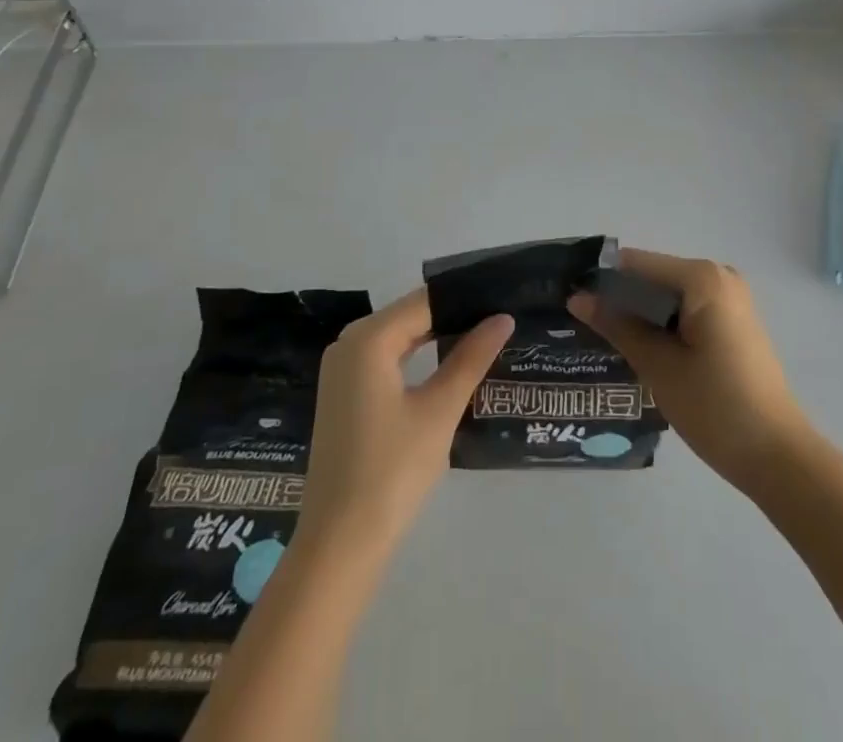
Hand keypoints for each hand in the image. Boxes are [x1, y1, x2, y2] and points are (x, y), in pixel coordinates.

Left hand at [299, 288, 512, 551]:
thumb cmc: (392, 471)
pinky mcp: (343, 394)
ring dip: (437, 338)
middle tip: (501, 319)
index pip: (426, 302)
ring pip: (399, 338)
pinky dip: (417, 358)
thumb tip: (502, 318)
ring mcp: (342, 369)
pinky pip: (386, 359)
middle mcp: (349, 343)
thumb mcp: (439, 410)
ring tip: (485, 337)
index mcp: (368, 338)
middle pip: (411, 316)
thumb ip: (471, 358)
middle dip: (453, 316)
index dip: (465, 299)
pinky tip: (448, 366)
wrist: (339, 545)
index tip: (503, 299)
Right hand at [568, 248, 807, 491]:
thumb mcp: (658, 365)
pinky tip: (641, 348)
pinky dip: (663, 323)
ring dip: (640, 313)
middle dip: (620, 298)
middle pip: (654, 276)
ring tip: (603, 338)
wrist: (777, 456)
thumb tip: (577, 297)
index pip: (637, 264)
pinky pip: (687, 309)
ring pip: (669, 295)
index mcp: (702, 278)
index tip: (569, 300)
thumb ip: (617, 325)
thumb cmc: (715, 407)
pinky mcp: (734, 321)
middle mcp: (718, 276)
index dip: (602, 280)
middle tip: (582, 324)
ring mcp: (730, 298)